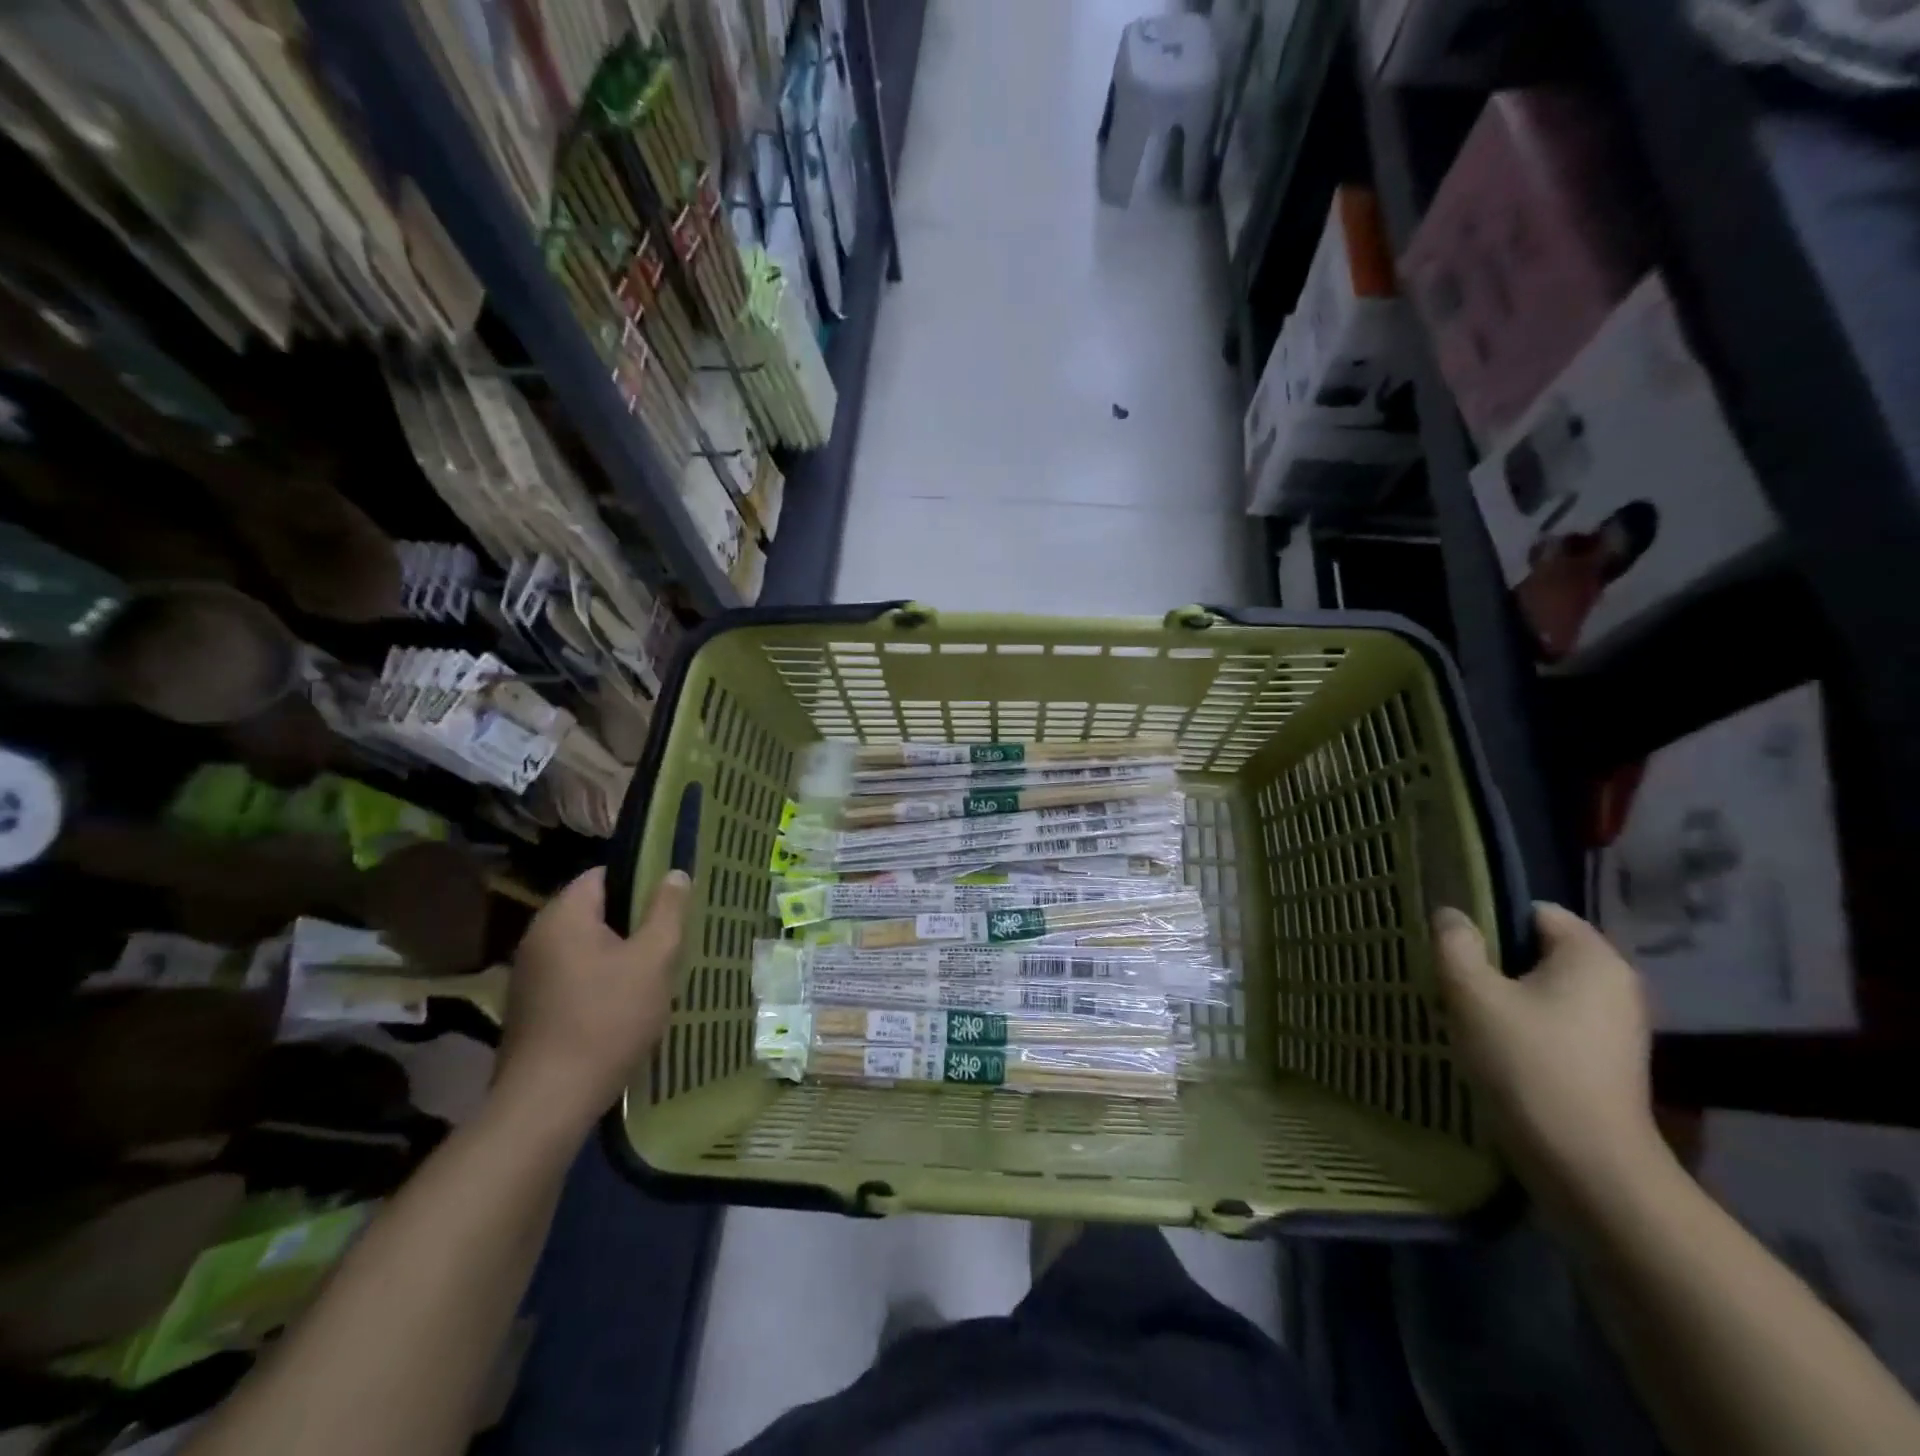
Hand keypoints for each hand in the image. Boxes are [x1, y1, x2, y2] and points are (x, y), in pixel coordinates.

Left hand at [494, 867, 689, 1136]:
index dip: (640, 880)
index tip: (672, 900)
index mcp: (564, 916)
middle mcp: (538, 936)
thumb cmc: (607, 1019)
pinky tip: (625, 1002)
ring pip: (585, 945)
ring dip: (619, 952)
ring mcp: (529, 974)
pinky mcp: (530, 1007)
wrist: (548, 1101)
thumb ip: (667, 911)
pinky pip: (573, 974)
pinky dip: (600, 979)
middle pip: (594, 910)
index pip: (603, 874)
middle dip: (634, 920)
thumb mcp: (653, 959)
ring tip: (655, 969)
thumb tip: (675, 873)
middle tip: (672, 936)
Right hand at [1432, 903, 1664, 1204]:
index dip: (1490, 921)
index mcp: (1592, 956)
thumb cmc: (1526, 1063)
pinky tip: (1496, 1046)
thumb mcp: (1472, 994)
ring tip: (1468, 1014)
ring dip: (1506, 995)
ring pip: (1546, 988)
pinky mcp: (1610, 1059)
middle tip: (1453, 980)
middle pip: (1540, 950)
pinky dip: (1526, 1024)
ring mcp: (1618, 1025)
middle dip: (1495, 961)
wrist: (1585, 1162)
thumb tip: (1451, 914)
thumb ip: (1456, 944)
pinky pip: (1558, 1020)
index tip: (1455, 947)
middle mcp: (1616, 982)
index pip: (1535, 912)